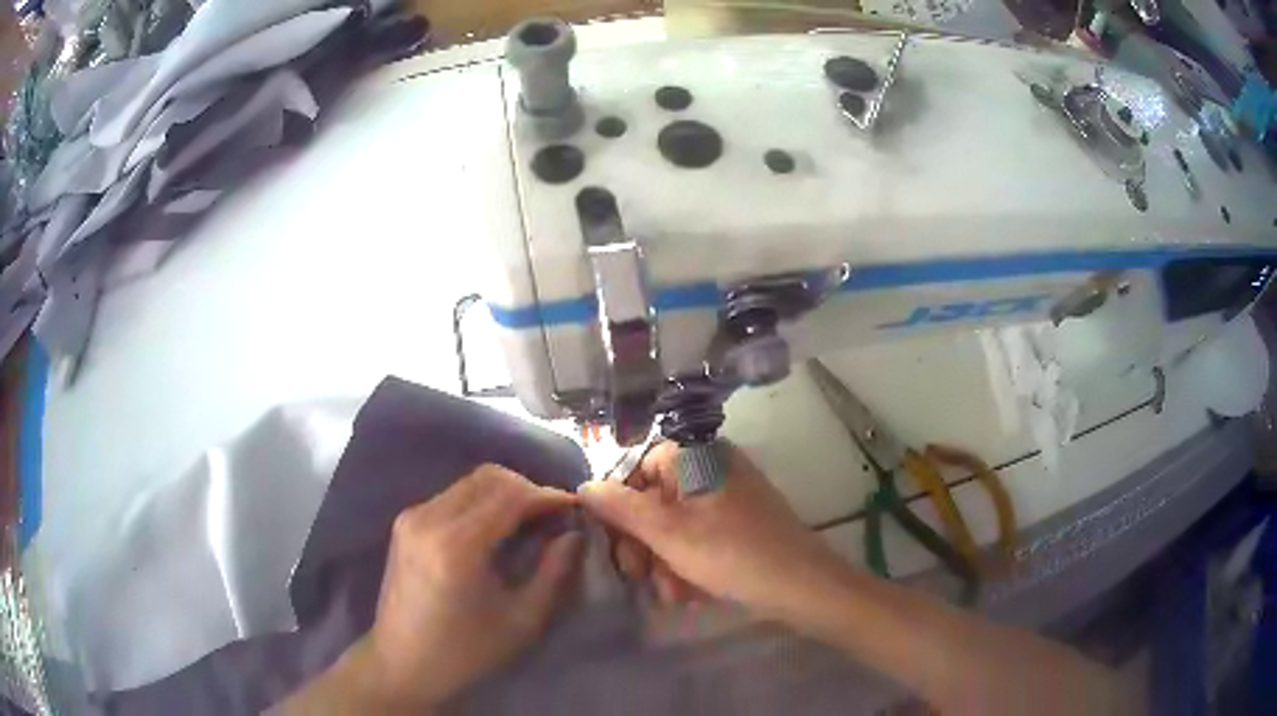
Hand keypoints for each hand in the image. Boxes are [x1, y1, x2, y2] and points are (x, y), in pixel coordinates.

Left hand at [363, 464, 581, 707]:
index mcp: (456, 546)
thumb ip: (553, 573)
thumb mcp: (521, 621)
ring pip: (470, 482)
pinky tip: (497, 527)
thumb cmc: (465, 653)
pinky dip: (482, 501)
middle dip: (528, 488)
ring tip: (530, 521)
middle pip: (489, 478)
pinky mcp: (405, 522)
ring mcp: (412, 517)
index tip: (575, 507)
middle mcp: (429, 519)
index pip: (510, 496)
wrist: (401, 662)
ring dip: (505, 492)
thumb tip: (574, 534)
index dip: (548, 496)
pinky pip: (453, 495)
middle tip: (554, 515)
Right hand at [579, 442, 846, 620]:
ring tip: (671, 595)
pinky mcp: (742, 524)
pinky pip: (701, 537)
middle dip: (643, 543)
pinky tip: (690, 594)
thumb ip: (621, 507)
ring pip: (677, 524)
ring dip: (665, 561)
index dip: (621, 505)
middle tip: (637, 576)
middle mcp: (713, 468)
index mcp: (697, 457)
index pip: (639, 467)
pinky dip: (690, 563)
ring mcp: (730, 497)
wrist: (803, 586)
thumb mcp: (668, 533)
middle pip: (657, 498)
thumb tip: (584, 485)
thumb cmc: (731, 554)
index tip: (613, 541)